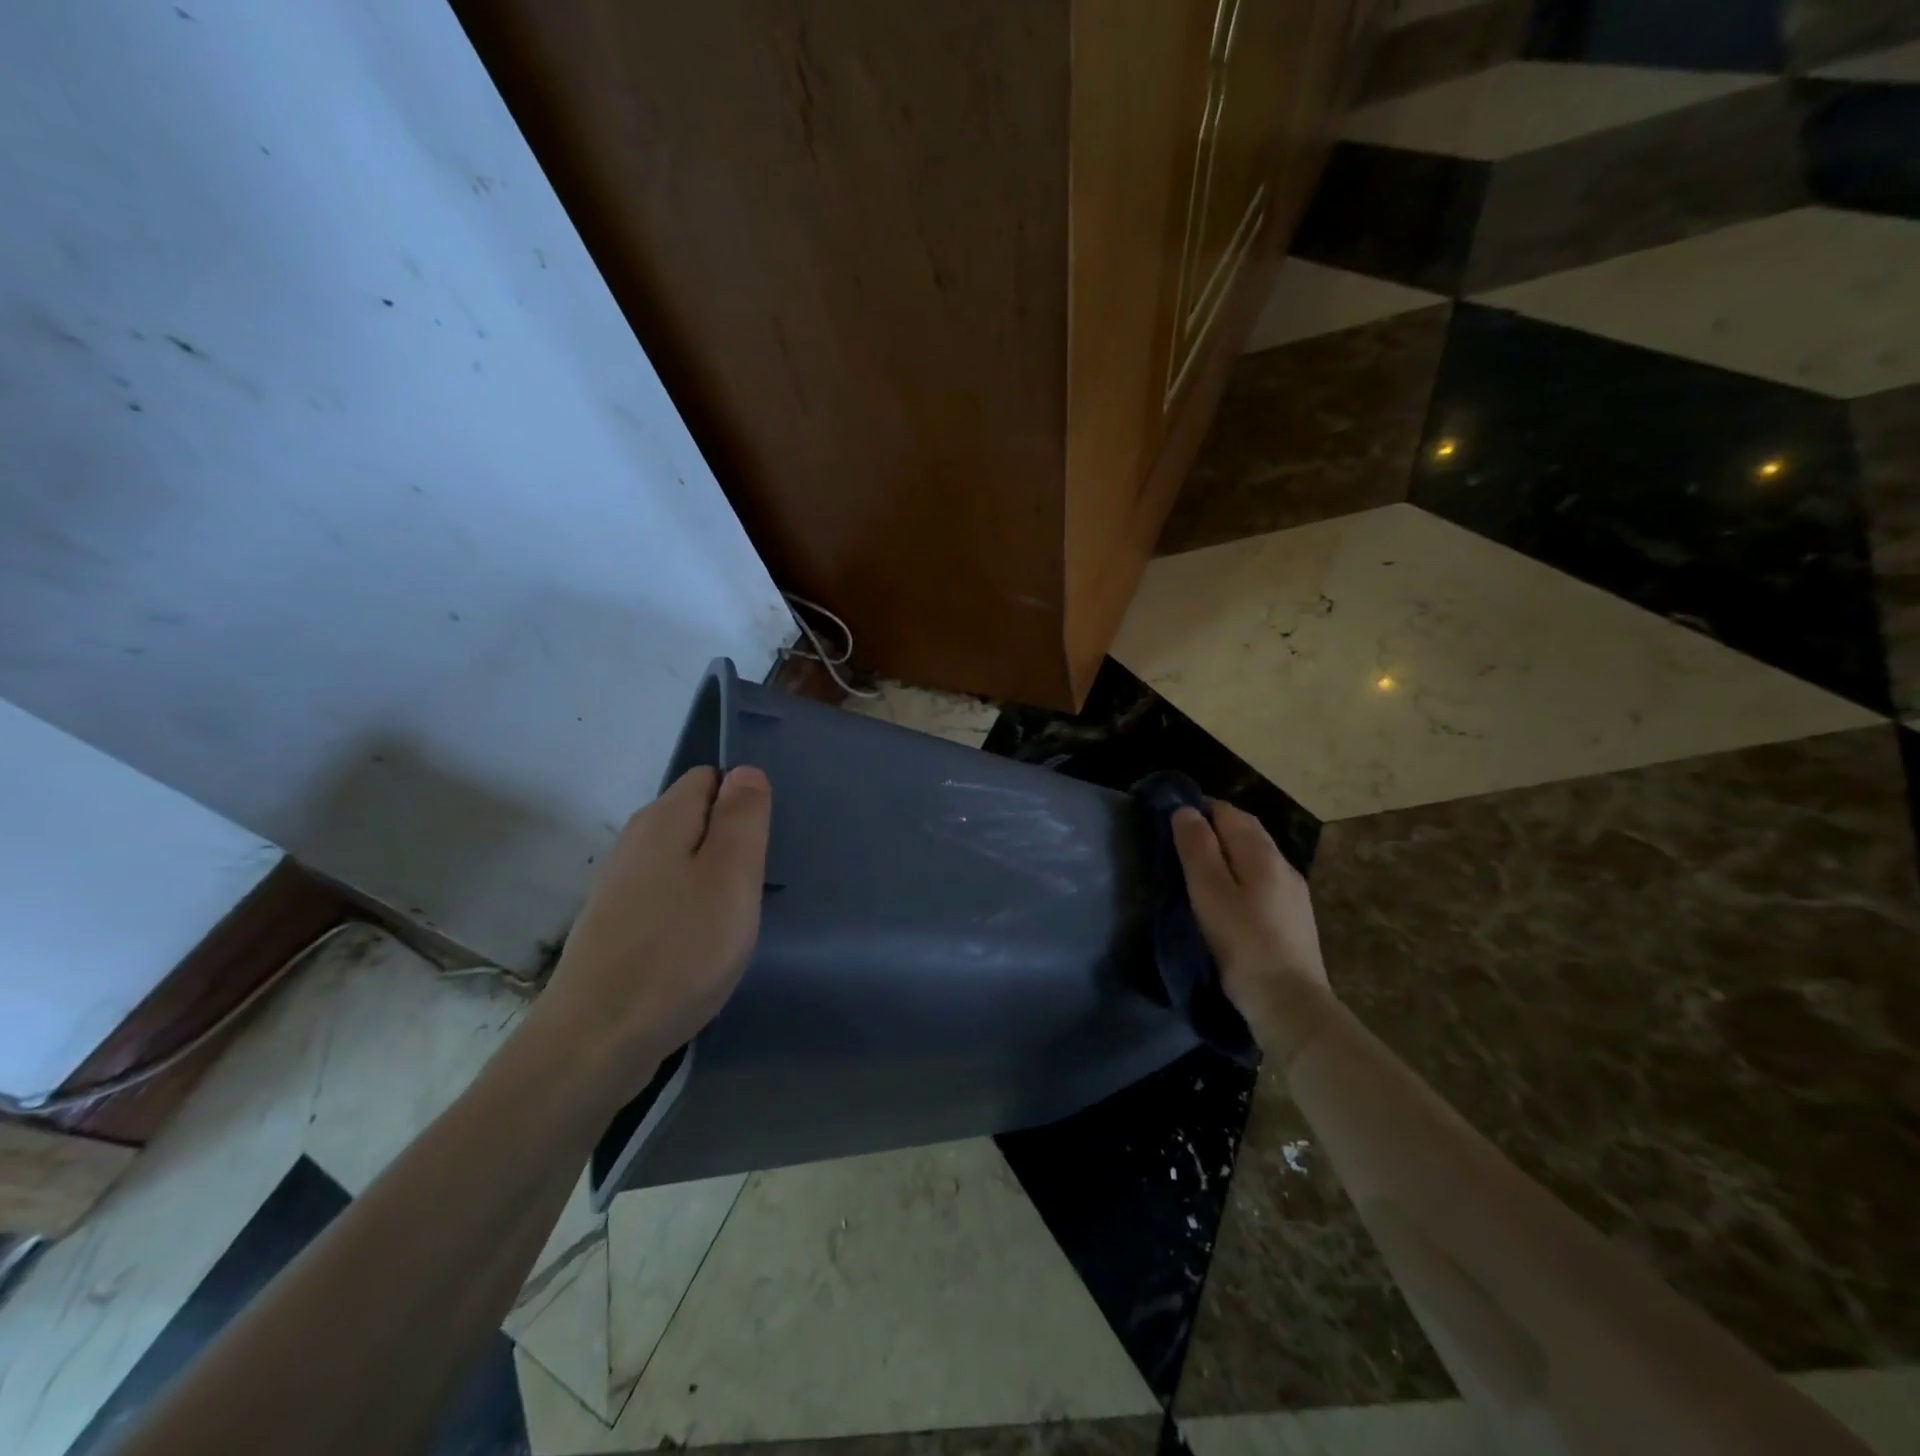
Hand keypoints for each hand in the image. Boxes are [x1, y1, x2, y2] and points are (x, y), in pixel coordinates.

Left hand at [537, 766, 771, 1091]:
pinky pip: (665, 896)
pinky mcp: (614, 926)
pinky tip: (698, 946)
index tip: (760, 847)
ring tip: (730, 921)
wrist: (597, 1040)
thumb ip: (742, 817)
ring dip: (710, 881)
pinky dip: (688, 911)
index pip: (709, 777)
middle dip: (729, 844)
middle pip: (695, 818)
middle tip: (751, 888)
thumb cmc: (680, 950)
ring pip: (681, 861)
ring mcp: (619, 886)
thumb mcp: (731, 876)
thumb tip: (745, 771)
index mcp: (663, 820)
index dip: (742, 802)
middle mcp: (634, 842)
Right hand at [1172, 801, 1334, 1064]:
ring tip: (1199, 872)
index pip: (1230, 812)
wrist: (1289, 1003)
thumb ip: (1197, 848)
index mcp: (1262, 854)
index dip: (1201, 810)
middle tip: (1181, 844)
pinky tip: (1228, 899)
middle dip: (1215, 828)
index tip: (1172, 821)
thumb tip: (1186, 810)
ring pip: (1256, 858)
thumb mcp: (1209, 892)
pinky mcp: (1295, 919)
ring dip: (1228, 854)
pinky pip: (1264, 882)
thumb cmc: (1242, 944)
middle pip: (1247, 832)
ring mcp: (1294, 894)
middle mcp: (1283, 866)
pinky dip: (1241, 877)